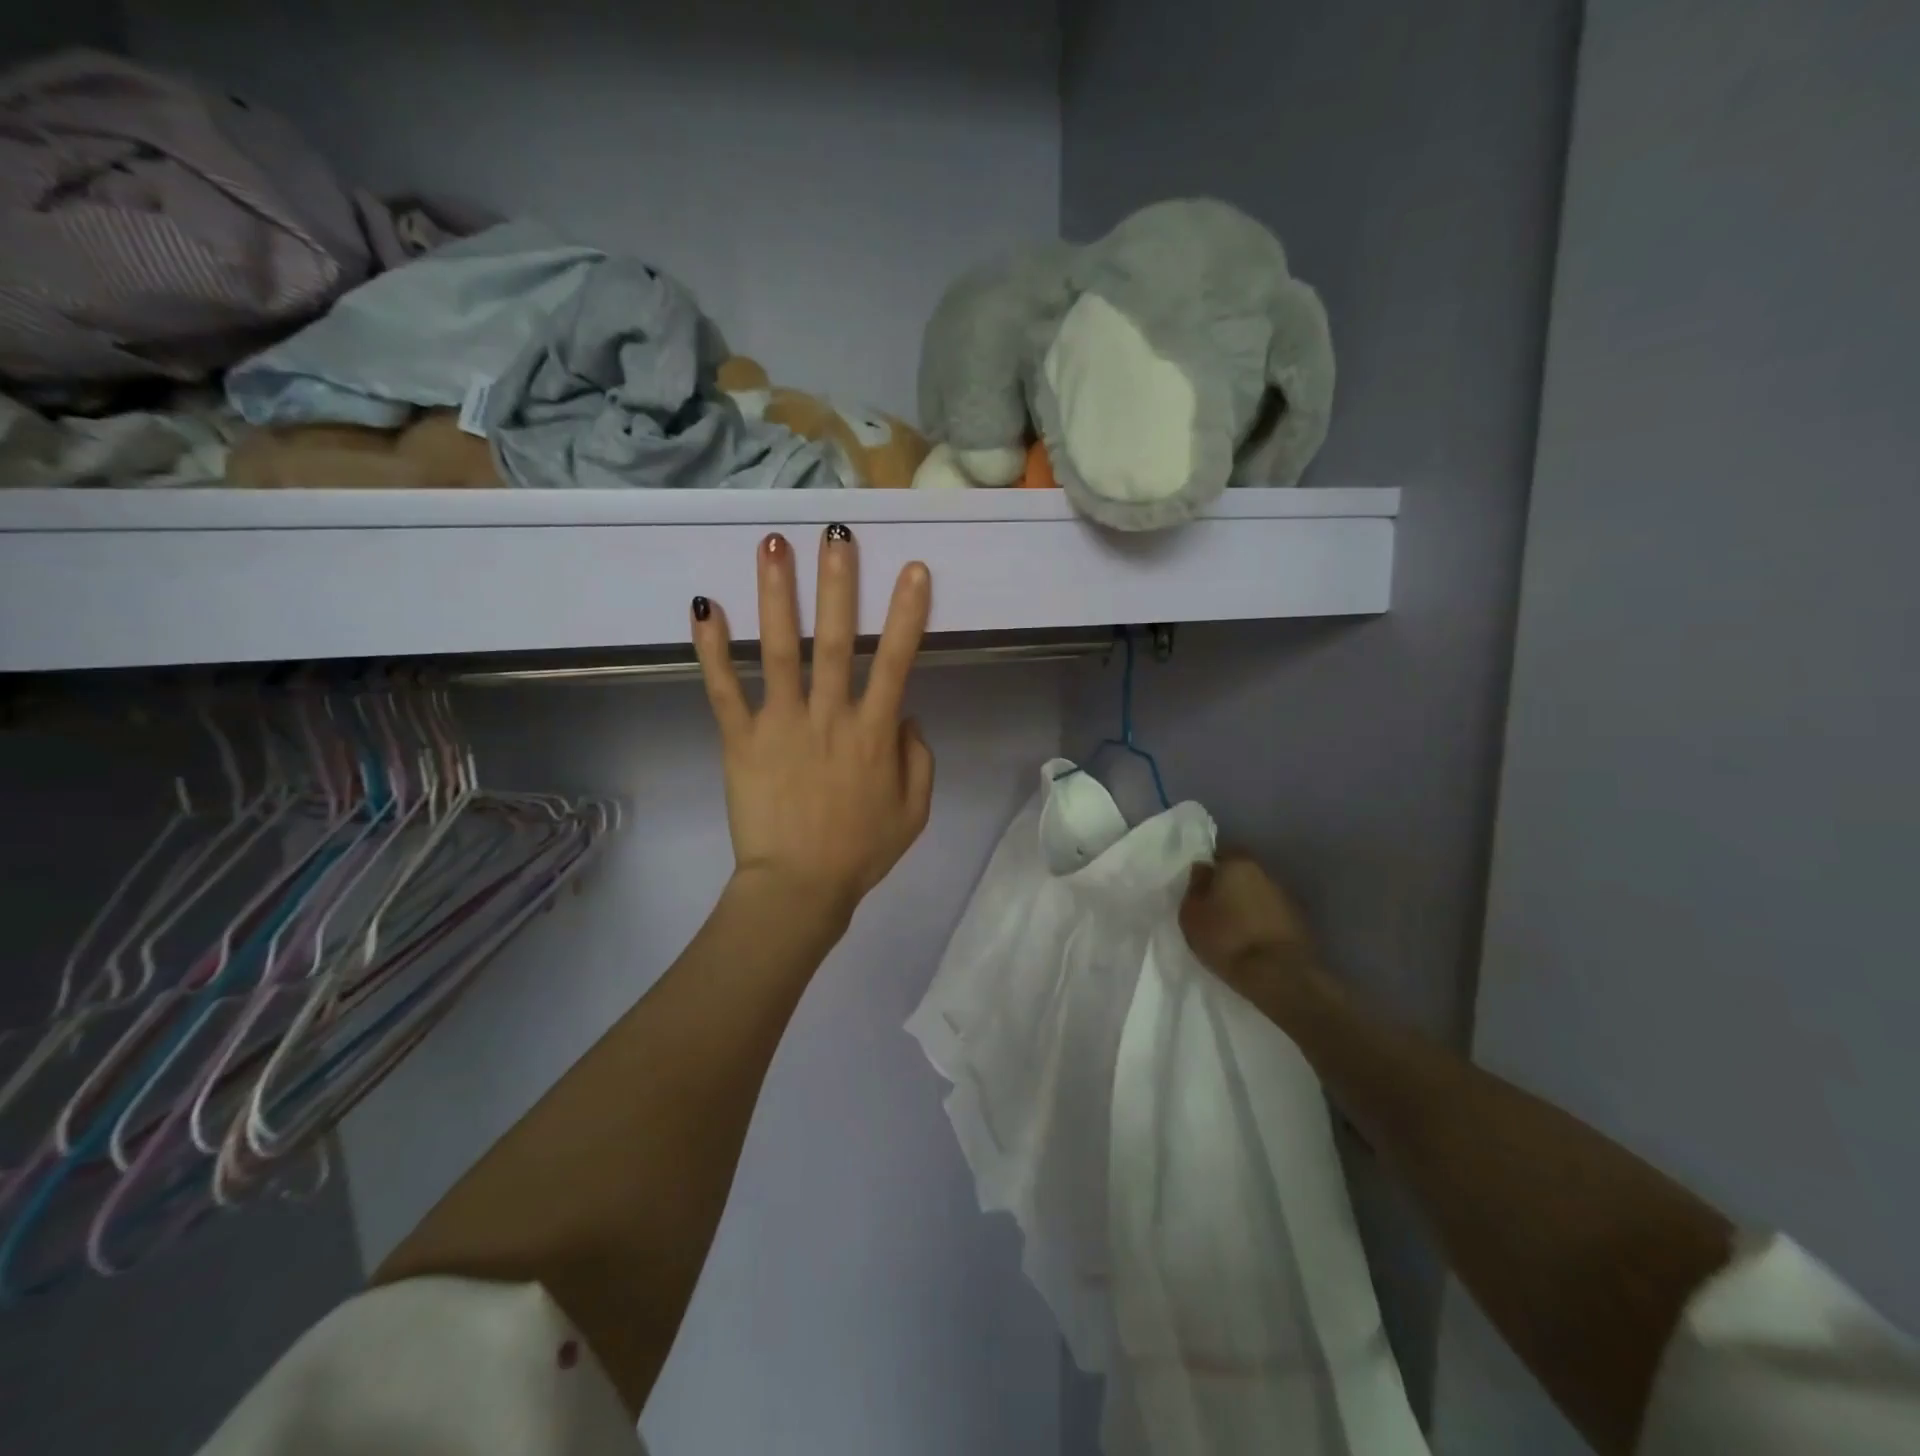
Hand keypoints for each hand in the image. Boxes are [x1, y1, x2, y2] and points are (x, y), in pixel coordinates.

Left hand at [691, 527, 934, 928]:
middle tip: (836, 533)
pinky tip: (702, 606)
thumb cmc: (861, 851)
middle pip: (835, 640)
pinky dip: (711, 649)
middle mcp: (828, 716)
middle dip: (838, 583)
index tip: (913, 569)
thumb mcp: (915, 810)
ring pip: (778, 651)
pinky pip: (724, 690)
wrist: (799, 888)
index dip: (907, 614)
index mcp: (873, 733)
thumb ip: (919, 757)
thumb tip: (905, 716)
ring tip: (772, 546)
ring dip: (776, 596)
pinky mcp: (740, 740)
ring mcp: (780, 724)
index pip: (897, 661)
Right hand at [1179, 850, 1322, 996]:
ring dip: (1248, 904)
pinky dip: (1263, 922)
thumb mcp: (1191, 914)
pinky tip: (1252, 939)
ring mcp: (1287, 897)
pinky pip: (1273, 915)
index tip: (1201, 886)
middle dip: (1230, 886)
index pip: (1221, 853)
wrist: (1278, 975)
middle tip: (1215, 907)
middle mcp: (1266, 872)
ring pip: (1259, 894)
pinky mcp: (1300, 922)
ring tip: (1234, 927)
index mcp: (1238, 863)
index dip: (1210, 869)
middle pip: (1243, 873)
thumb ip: (1195, 888)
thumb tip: (1203, 871)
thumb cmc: (1226, 938)